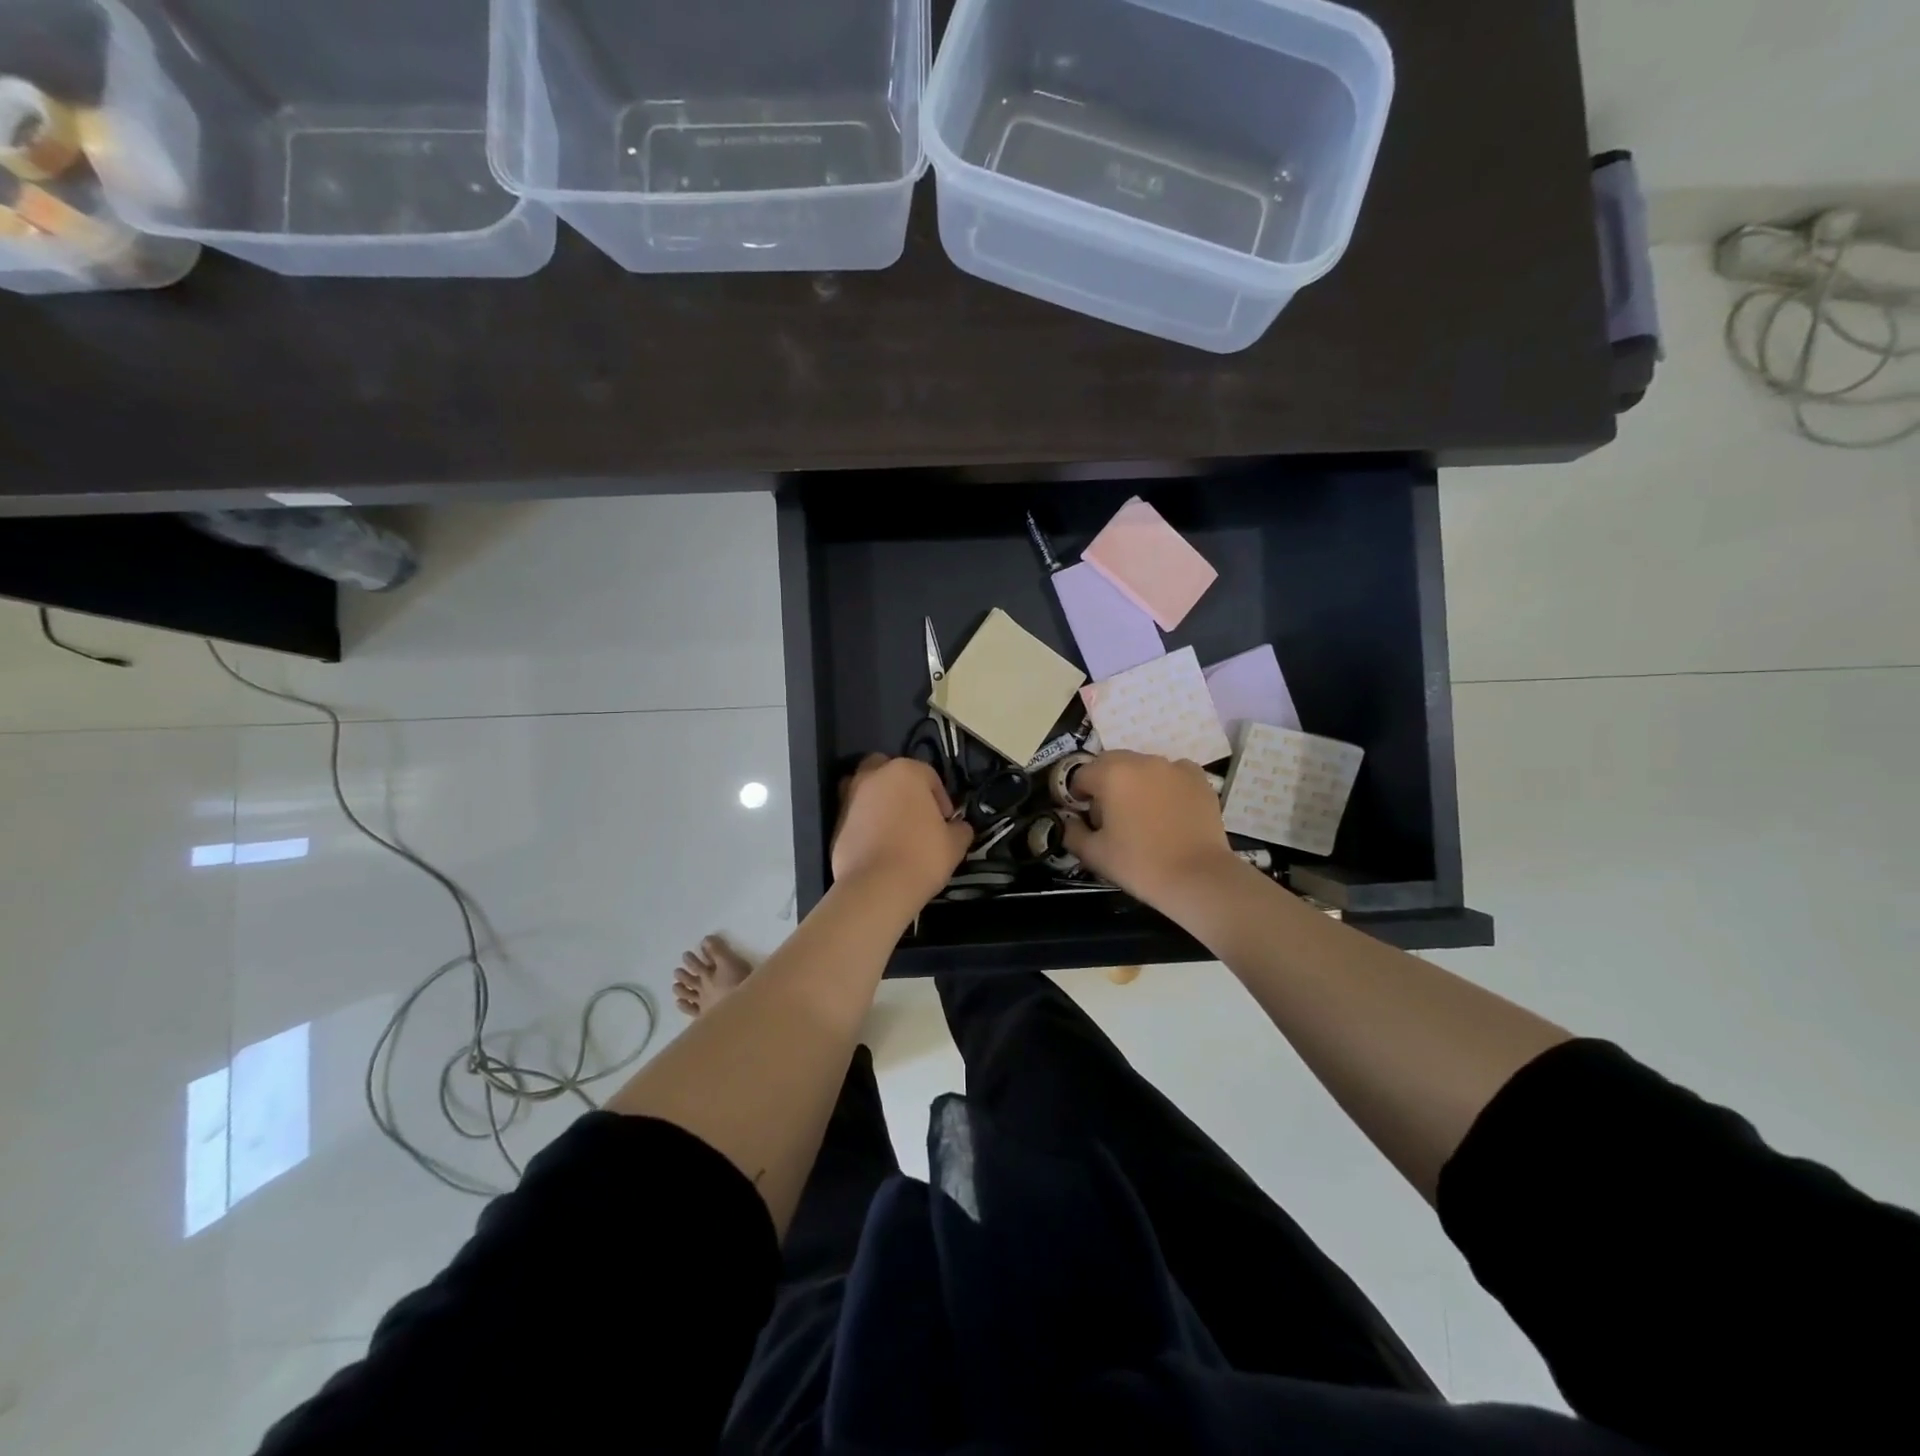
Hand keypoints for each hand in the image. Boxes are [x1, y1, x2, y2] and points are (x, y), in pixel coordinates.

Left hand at [830, 754, 972, 908]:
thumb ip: (960, 828)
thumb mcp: (955, 844)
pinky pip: (855, 815)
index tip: (945, 821)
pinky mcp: (835, 822)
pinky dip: (864, 823)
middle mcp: (874, 776)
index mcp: (906, 772)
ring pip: (867, 789)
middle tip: (914, 814)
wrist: (876, 887)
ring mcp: (850, 797)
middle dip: (901, 787)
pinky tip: (876, 845)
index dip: (940, 798)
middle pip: (890, 771)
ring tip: (892, 828)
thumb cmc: (922, 857)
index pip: (929, 776)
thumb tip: (958, 827)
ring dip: (879, 801)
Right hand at [1064, 751, 1238, 907]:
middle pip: (1111, 763)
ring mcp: (1173, 766)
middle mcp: (1141, 761)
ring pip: (1142, 766)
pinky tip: (1168, 808)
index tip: (1083, 816)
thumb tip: (1070, 822)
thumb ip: (1072, 832)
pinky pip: (1172, 773)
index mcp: (1112, 774)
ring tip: (1141, 813)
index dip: (1077, 795)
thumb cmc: (1139, 864)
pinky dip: (1165, 784)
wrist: (1197, 877)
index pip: (1082, 775)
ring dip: (1134, 782)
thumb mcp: (1094, 854)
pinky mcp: (1198, 778)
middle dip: (1104, 782)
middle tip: (1109, 814)